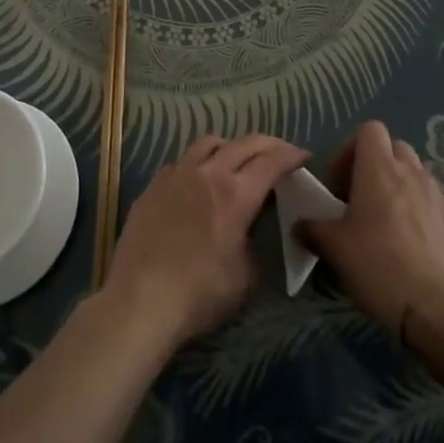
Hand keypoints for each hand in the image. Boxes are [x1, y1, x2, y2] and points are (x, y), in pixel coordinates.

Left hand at [105, 134, 310, 349]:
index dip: (292, 155)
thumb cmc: (199, 294)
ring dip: (231, 147)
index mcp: (236, 194)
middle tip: (280, 154)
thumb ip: (254, 240)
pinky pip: (182, 160)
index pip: (272, 161)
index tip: (304, 156)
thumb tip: (251, 226)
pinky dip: (199, 163)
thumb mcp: (245, 277)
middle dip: (268, 145)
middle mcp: (208, 172)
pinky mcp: (154, 184)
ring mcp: (177, 173)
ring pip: (209, 142)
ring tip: (237, 161)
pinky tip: (198, 182)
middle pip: (244, 143)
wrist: (140, 300)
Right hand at [295, 121, 443, 335]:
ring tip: (392, 229)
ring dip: (404, 192)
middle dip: (380, 167)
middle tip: (365, 202)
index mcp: (380, 169)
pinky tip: (419, 254)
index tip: (342, 184)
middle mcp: (414, 174)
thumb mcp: (334, 248)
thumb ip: (313, 229)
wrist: (437, 312)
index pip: (370, 129)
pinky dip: (427, 221)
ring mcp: (443, 199)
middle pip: (397, 149)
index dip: (353, 149)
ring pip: (420, 179)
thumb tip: (300, 224)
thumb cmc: (377, 267)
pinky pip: (440, 211)